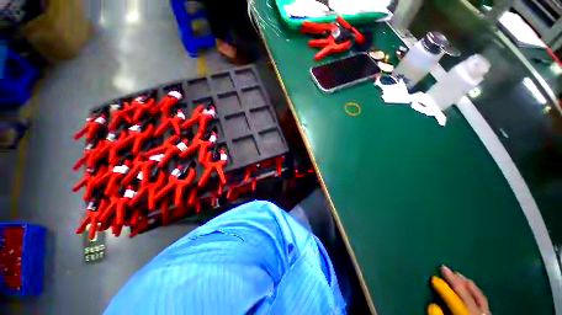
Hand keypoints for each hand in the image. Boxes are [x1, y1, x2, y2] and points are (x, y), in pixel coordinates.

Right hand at [427, 265, 489, 314]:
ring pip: (479, 296)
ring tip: (458, 274)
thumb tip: (433, 306)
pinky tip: (471, 286)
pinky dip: (476, 291)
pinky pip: (483, 300)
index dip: (444, 290)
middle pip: (467, 296)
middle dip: (455, 282)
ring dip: (467, 284)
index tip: (433, 278)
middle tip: (444, 268)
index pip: (455, 302)